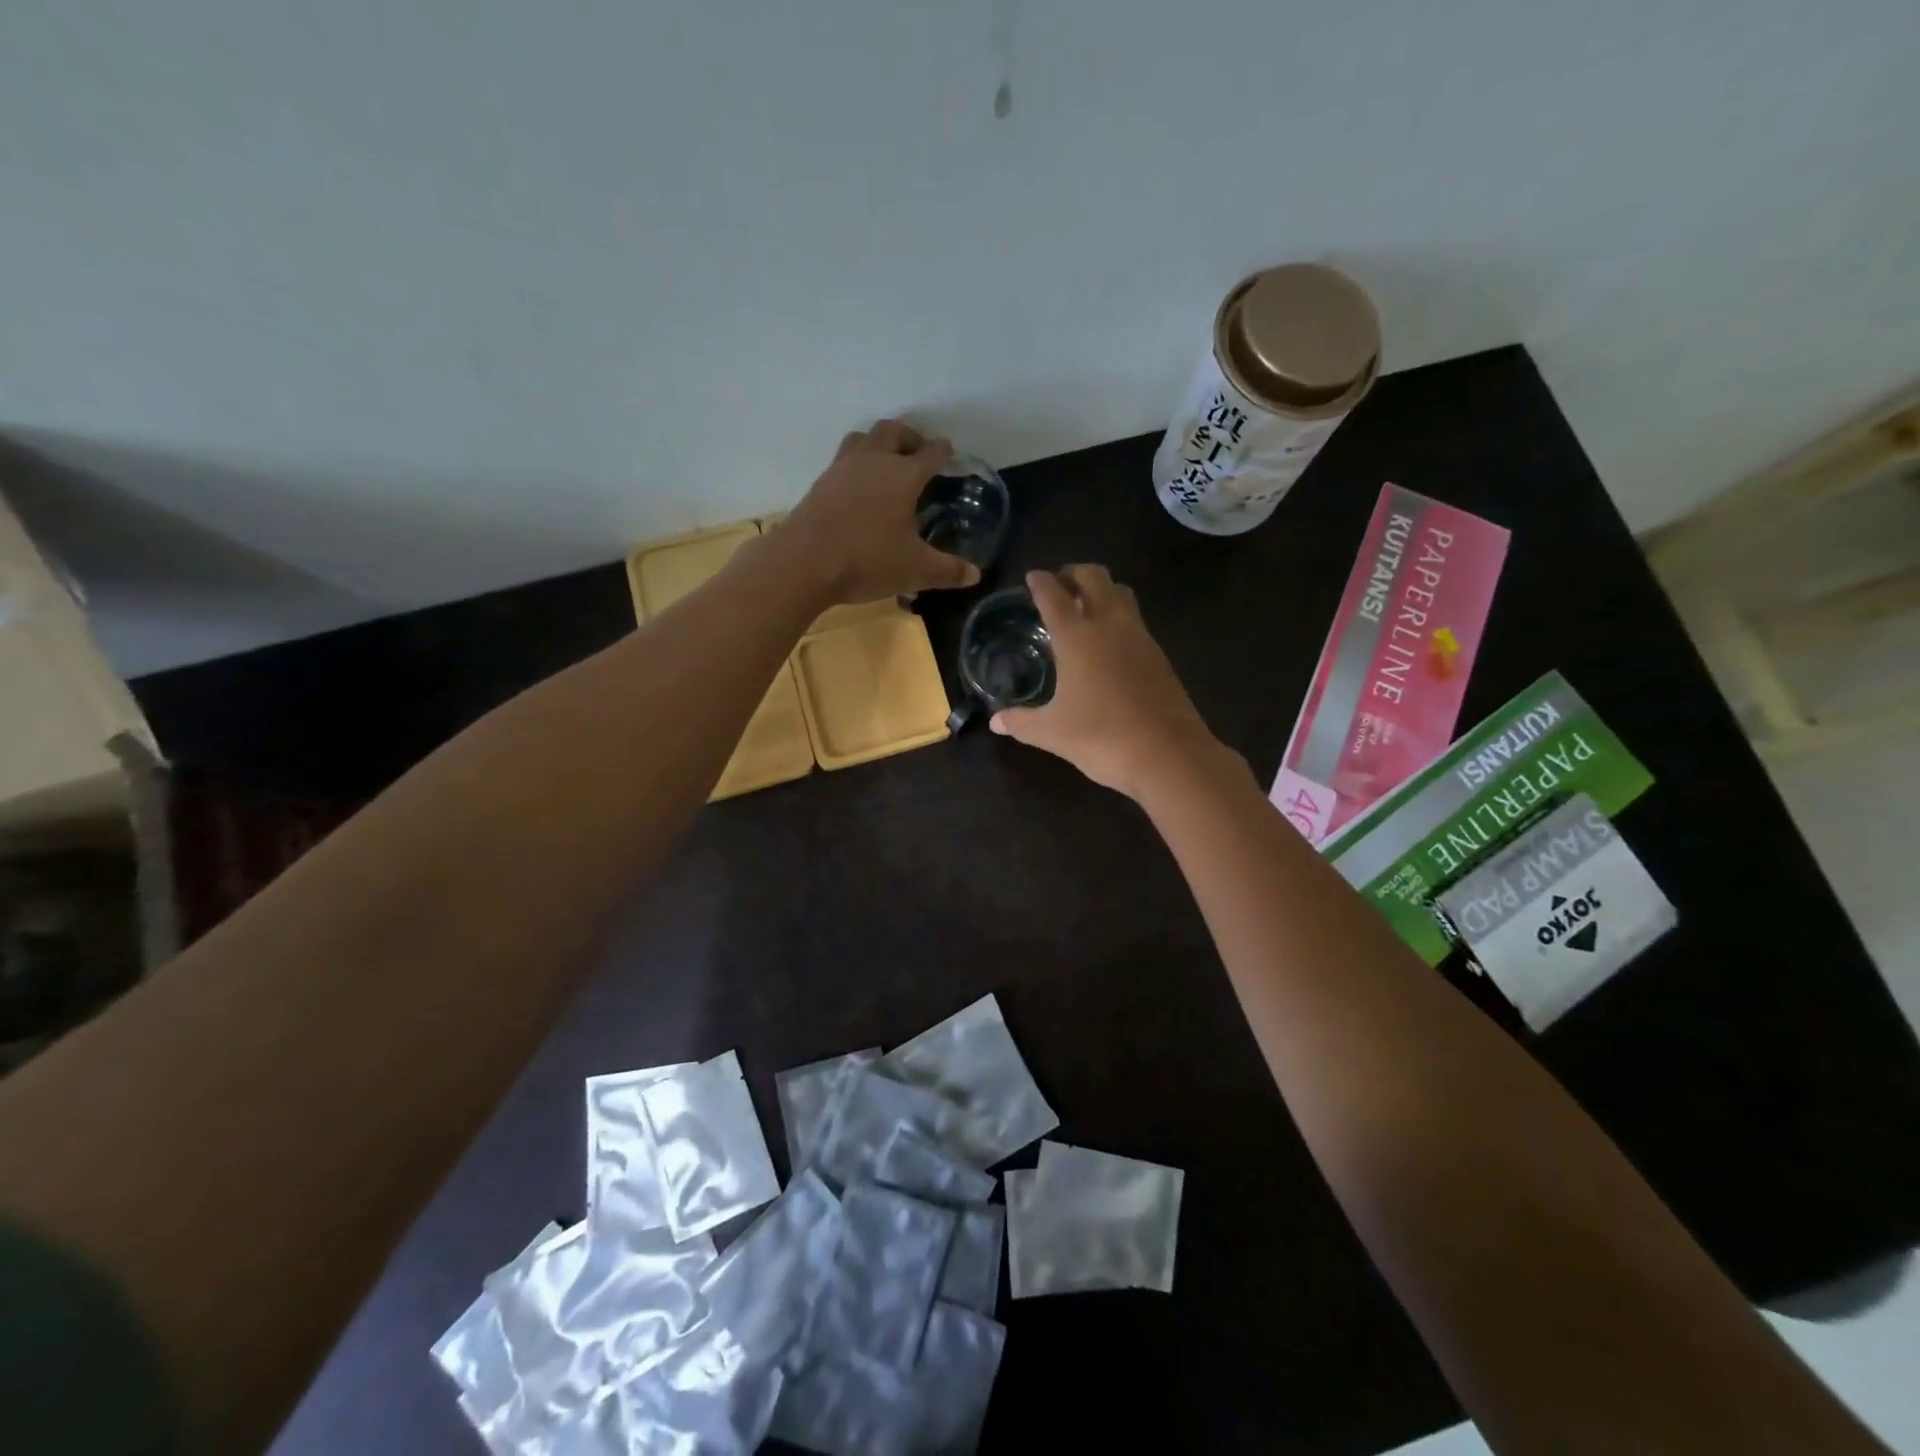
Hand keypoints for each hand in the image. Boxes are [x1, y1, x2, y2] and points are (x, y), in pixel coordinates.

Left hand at [781, 420, 981, 604]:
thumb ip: (947, 570)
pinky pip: (843, 461)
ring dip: (878, 443)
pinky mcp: (820, 484)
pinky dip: (857, 465)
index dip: (943, 451)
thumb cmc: (868, 560)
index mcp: (903, 475)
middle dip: (909, 437)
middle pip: (892, 432)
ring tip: (887, 462)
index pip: (930, 453)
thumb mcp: (915, 570)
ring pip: (863, 439)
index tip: (949, 452)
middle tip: (918, 452)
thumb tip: (974, 575)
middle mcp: (873, 462)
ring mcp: (842, 469)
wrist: (805, 563)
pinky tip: (859, 488)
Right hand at [990, 566, 1236, 799]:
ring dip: (1101, 590)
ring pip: (1121, 593)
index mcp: (1077, 636)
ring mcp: (1140, 637)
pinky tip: (1109, 644)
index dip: (1040, 582)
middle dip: (1074, 574)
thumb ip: (1021, 722)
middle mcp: (1110, 625)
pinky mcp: (1159, 655)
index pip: (1054, 595)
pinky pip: (1135, 620)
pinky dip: (1119, 617)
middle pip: (1094, 577)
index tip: (1032, 577)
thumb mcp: (1052, 733)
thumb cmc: (1102, 738)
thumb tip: (995, 722)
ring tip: (1085, 608)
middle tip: (1059, 586)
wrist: (1169, 755)